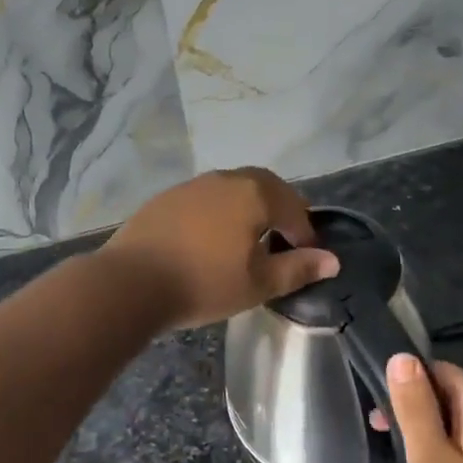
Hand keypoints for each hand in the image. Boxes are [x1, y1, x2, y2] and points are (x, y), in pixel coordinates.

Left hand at [104, 168, 338, 329]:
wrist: (129, 282)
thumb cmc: (203, 283)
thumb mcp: (258, 283)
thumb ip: (298, 269)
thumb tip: (333, 261)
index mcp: (255, 194)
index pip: (294, 208)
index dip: (306, 233)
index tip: (308, 256)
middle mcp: (226, 179)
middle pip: (265, 187)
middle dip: (280, 210)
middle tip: (284, 239)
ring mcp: (193, 185)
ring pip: (233, 189)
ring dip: (249, 209)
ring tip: (248, 240)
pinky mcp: (166, 198)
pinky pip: (206, 199)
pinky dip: (219, 213)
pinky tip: (210, 239)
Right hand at [380, 356, 462, 462]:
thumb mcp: (428, 456)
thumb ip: (414, 405)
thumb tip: (401, 357)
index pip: (443, 370)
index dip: (411, 378)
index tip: (382, 400)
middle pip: (449, 392)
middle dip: (413, 402)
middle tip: (380, 425)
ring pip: (453, 417)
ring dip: (422, 424)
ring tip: (391, 443)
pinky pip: (461, 439)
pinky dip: (437, 442)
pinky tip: (418, 461)